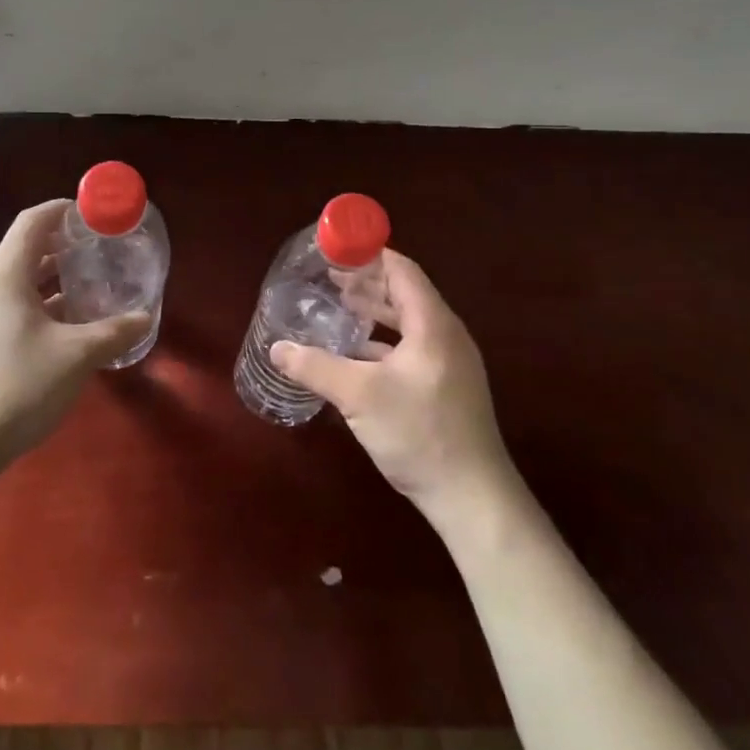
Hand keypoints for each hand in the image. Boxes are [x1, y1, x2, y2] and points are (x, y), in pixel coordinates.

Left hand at [0, 199, 150, 463]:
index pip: (33, 221)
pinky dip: (41, 305)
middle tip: (103, 250)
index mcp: (4, 275)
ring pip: (20, 282)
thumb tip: (145, 317)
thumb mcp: (76, 356)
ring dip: (55, 280)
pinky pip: (12, 306)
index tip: (95, 213)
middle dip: (66, 247)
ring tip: (93, 285)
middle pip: (27, 250)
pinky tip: (68, 326)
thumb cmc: (18, 386)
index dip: (64, 210)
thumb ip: (114, 332)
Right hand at [271, 250, 518, 527]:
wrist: (473, 498)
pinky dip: (383, 340)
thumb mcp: (359, 396)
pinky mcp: (446, 387)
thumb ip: (316, 367)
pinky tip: (356, 352)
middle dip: (367, 282)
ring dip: (375, 311)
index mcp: (433, 324)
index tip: (336, 250)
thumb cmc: (419, 433)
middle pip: (405, 292)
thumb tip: (276, 347)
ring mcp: (450, 362)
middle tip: (329, 277)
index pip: (402, 270)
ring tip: (339, 305)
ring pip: (408, 322)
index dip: (370, 255)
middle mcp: (446, 335)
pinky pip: (412, 346)